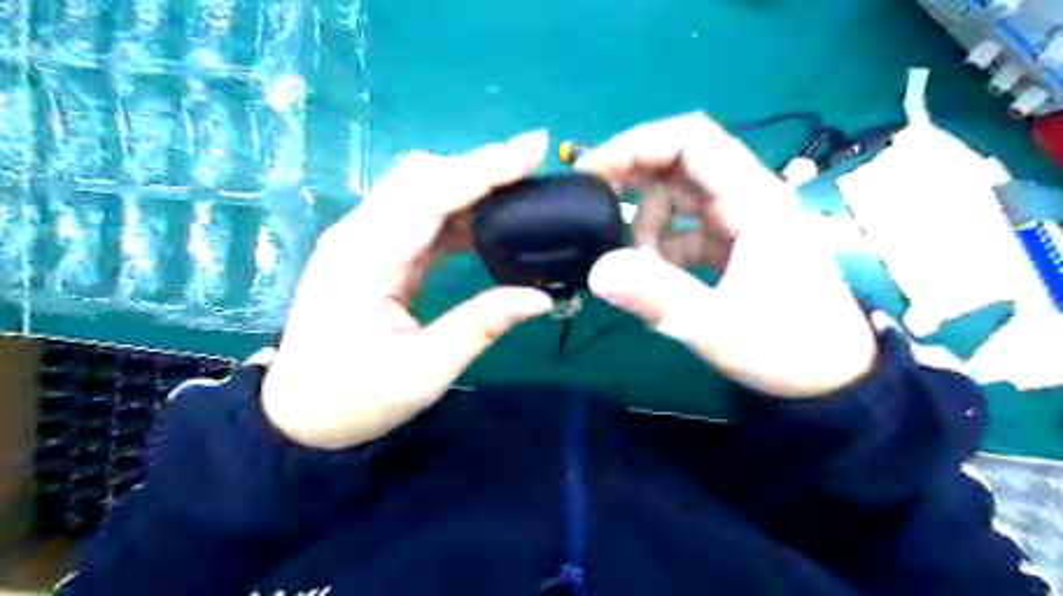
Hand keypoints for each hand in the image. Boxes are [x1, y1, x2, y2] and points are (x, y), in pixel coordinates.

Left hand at [260, 131, 551, 446]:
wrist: (299, 415)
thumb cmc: (354, 400)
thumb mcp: (423, 372)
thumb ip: (481, 327)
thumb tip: (541, 299)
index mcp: (365, 259)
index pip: (430, 195)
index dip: (484, 169)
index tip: (533, 149)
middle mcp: (361, 236)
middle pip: (423, 177)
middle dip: (481, 166)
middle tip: (534, 165)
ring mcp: (366, 241)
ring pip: (423, 191)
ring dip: (472, 184)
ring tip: (521, 187)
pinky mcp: (377, 253)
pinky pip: (422, 218)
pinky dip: (460, 211)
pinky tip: (492, 219)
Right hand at [577, 114, 876, 398]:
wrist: (833, 378)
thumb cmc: (788, 348)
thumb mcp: (719, 327)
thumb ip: (659, 297)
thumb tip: (597, 272)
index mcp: (755, 202)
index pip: (693, 141)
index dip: (638, 145)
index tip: (594, 171)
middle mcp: (748, 199)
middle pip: (680, 164)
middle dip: (633, 179)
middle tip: (595, 207)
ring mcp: (741, 221)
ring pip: (678, 198)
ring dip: (647, 223)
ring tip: (637, 267)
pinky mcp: (734, 243)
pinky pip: (685, 229)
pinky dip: (661, 247)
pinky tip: (655, 279)